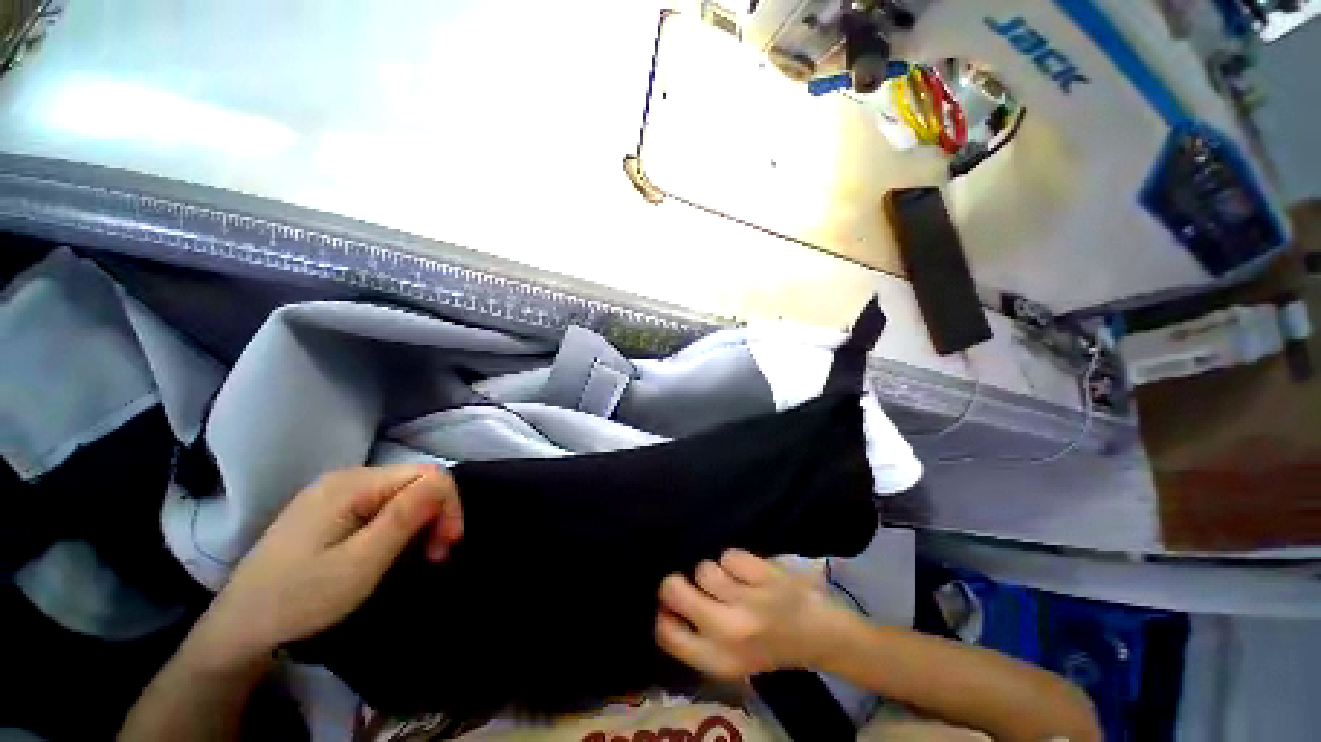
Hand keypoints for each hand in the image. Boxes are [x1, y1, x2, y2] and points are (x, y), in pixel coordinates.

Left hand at [196, 465, 462, 661]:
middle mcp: (347, 477)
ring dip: (420, 521)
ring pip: (402, 493)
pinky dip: (399, 525)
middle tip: (436, 556)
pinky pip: (382, 505)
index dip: (448, 505)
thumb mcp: (359, 564)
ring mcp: (334, 492)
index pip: (428, 475)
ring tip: (419, 556)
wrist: (239, 628)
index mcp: (353, 484)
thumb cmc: (300, 599)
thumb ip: (404, 517)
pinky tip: (392, 549)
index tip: (447, 546)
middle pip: (416, 481)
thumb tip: (443, 483)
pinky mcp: (329, 509)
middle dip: (436, 514)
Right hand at [654, 549, 846, 679]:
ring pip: (705, 569)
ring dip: (714, 572)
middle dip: (676, 582)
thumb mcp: (728, 660)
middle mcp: (729, 633)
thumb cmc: (767, 648)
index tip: (668, 603)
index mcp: (717, 661)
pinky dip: (736, 560)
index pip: (666, 632)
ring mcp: (750, 602)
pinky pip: (730, 555)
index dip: (661, 611)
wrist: (817, 636)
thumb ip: (696, 640)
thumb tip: (662, 606)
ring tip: (730, 583)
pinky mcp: (766, 577)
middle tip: (690, 582)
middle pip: (675, 589)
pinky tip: (748, 573)